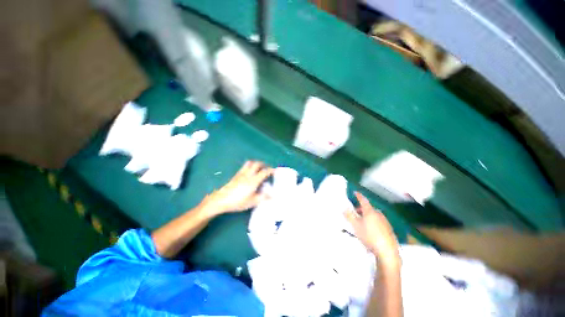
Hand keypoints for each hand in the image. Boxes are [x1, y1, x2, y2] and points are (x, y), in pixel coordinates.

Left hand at [201, 161, 272, 215]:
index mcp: (254, 180)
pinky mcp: (236, 174)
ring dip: (256, 163)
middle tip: (267, 168)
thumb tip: (272, 195)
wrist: (221, 200)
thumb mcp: (252, 202)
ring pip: (250, 163)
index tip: (275, 170)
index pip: (264, 172)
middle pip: (257, 164)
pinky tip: (250, 171)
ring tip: (259, 168)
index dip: (271, 170)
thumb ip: (263, 197)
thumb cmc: (238, 201)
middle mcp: (248, 174)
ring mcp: (241, 173)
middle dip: (264, 164)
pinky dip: (250, 165)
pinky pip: (244, 166)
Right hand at [345, 192, 399, 265]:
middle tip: (355, 213)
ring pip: (373, 215)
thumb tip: (344, 209)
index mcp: (369, 211)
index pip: (363, 200)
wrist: (387, 251)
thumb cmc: (369, 236)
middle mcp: (378, 214)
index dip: (358, 196)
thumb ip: (349, 216)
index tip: (355, 192)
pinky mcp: (389, 228)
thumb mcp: (355, 226)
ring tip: (362, 223)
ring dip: (367, 216)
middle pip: (368, 208)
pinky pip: (378, 221)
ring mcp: (385, 221)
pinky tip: (371, 231)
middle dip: (361, 209)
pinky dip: (373, 222)